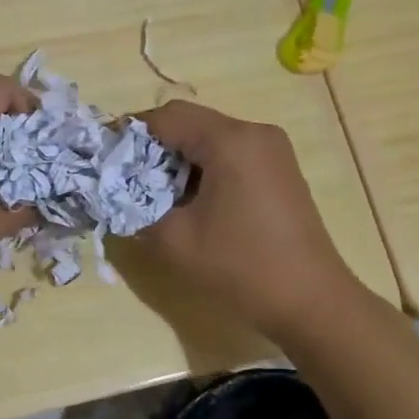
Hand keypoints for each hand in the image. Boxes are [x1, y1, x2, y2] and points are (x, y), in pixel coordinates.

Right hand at [130, 101, 360, 341]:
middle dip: (154, 147)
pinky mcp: (280, 170)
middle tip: (125, 178)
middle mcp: (255, 133)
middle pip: (191, 123)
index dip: (131, 132)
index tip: (106, 156)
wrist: (311, 301)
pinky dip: (204, 168)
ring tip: (154, 192)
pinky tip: (190, 200)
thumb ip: (136, 209)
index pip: (168, 117)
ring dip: (179, 159)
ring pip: (210, 138)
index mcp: (230, 141)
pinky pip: (231, 154)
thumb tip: (114, 195)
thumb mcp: (175, 241)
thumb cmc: (241, 267)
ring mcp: (273, 150)